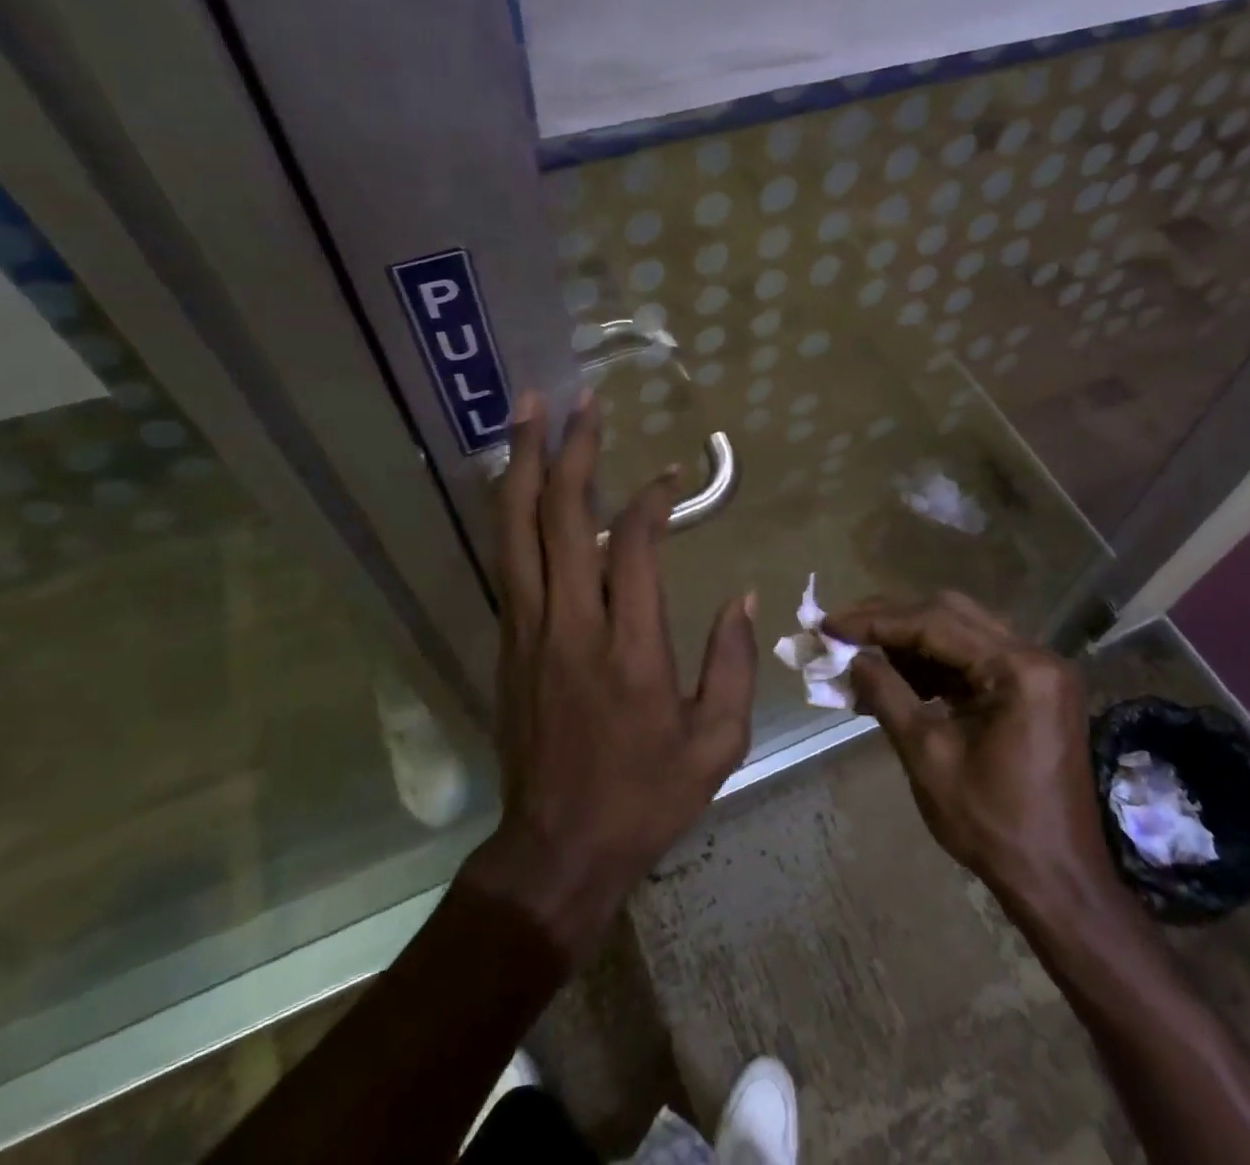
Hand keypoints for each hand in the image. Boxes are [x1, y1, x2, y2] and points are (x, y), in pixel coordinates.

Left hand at [461, 391, 758, 964]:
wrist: (556, 849)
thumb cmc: (645, 797)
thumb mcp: (716, 743)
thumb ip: (732, 662)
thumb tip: (742, 595)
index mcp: (629, 649)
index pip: (634, 545)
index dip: (652, 498)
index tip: (670, 475)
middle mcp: (569, 624)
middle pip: (562, 516)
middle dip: (572, 450)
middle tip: (582, 400)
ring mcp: (527, 628)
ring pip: (517, 527)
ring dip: (523, 463)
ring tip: (527, 410)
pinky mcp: (507, 639)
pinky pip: (507, 557)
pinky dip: (511, 507)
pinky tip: (515, 477)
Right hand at [824, 592, 1116, 916]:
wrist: (1058, 881)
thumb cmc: (992, 824)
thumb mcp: (927, 755)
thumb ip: (886, 694)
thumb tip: (850, 656)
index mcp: (1018, 669)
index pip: (934, 623)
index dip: (875, 621)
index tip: (829, 625)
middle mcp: (1035, 656)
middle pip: (950, 614)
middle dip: (891, 621)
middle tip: (842, 630)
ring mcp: (1038, 671)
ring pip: (961, 631)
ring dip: (909, 639)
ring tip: (860, 653)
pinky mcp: (1033, 689)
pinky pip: (974, 658)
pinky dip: (933, 663)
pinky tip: (896, 676)